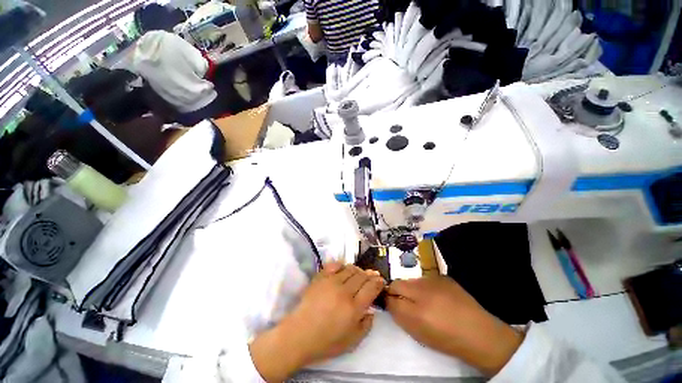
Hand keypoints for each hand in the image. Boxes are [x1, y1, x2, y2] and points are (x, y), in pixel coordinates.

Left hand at [250, 263, 384, 381]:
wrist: (300, 334)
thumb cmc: (326, 341)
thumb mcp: (352, 342)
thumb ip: (366, 326)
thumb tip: (371, 311)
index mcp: (354, 308)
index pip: (371, 288)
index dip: (378, 282)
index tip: (381, 280)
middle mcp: (344, 291)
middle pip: (362, 276)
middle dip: (370, 275)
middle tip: (372, 275)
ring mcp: (331, 282)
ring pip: (350, 269)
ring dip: (357, 270)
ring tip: (359, 273)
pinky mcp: (321, 277)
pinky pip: (334, 265)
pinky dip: (342, 265)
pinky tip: (343, 269)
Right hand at [386, 276, 522, 375]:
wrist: (479, 333)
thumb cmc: (446, 339)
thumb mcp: (418, 333)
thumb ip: (399, 315)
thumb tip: (389, 301)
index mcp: (415, 310)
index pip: (390, 296)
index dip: (388, 298)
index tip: (390, 302)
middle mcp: (422, 291)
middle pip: (398, 283)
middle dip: (397, 291)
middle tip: (405, 301)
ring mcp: (434, 281)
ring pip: (411, 280)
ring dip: (412, 288)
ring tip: (424, 300)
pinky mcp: (444, 277)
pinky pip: (426, 279)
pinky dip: (425, 286)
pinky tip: (436, 296)